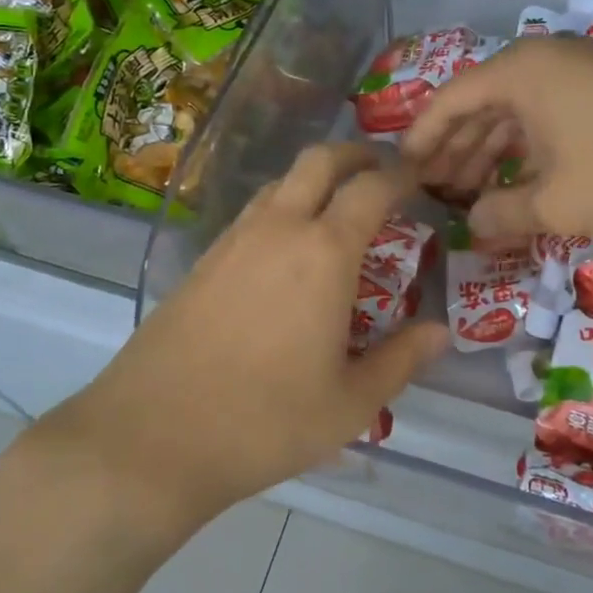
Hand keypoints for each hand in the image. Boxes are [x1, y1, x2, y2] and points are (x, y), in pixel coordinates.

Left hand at [33, 143, 447, 531]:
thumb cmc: (266, 421)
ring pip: (279, 183)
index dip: (400, 174)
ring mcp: (232, 241)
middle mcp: (278, 229)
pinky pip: (251, 215)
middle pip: (318, 161)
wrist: (151, 438)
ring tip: (336, 210)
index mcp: (323, 252)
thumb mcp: (351, 403)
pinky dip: (281, 209)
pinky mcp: (201, 262)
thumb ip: (402, 360)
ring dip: (313, 180)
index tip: (419, 175)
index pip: (371, 189)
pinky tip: (286, 252)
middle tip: (379, 169)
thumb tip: (441, 332)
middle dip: (354, 154)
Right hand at [401, 37, 592, 239]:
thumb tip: (472, 227)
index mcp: (517, 73)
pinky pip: (546, 116)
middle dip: (454, 152)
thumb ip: (502, 215)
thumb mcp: (557, 204)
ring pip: (514, 113)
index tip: (402, 174)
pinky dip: (527, 149)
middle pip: (479, 106)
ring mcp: (576, 70)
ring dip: (490, 153)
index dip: (420, 141)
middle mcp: (540, 61)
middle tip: (434, 194)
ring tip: (472, 196)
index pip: (446, 102)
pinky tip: (521, 182)